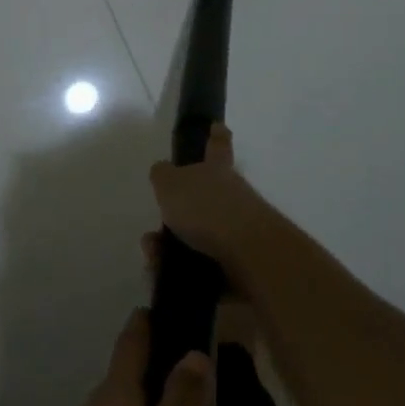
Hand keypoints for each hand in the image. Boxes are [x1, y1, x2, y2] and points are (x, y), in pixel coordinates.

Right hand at [149, 124, 278, 279]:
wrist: (250, 257)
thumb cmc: (207, 209)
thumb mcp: (171, 184)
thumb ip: (162, 175)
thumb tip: (163, 172)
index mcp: (216, 171)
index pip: (217, 146)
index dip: (216, 136)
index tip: (218, 126)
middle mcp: (232, 197)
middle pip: (204, 199)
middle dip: (177, 215)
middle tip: (153, 233)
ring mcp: (240, 232)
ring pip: (200, 238)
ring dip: (172, 249)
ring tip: (154, 259)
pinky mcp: (242, 265)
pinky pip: (206, 269)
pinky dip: (184, 274)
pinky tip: (166, 279)